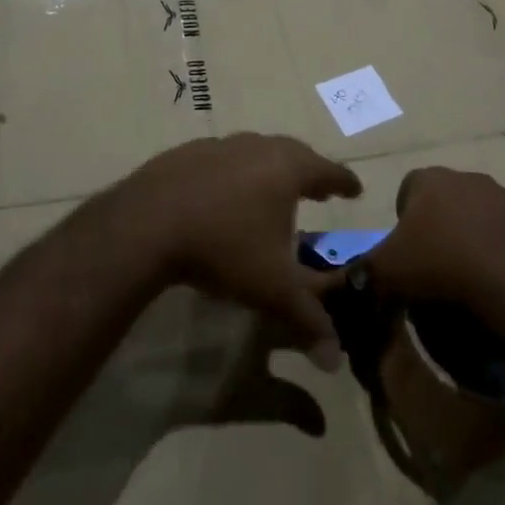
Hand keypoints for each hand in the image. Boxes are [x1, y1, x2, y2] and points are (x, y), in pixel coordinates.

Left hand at [117, 134, 361, 355]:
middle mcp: (258, 147)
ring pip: (257, 150)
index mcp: (287, 169)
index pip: (328, 171)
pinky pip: (224, 157)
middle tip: (319, 187)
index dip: (344, 182)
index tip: (356, 189)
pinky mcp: (189, 152)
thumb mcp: (271, 289)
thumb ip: (307, 320)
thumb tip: (335, 359)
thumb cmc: (223, 247)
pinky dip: (235, 171)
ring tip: (273, 188)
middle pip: (294, 153)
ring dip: (271, 168)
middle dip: (309, 171)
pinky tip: (226, 192)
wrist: (148, 222)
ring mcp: (221, 145)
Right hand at [363, 166, 504, 311]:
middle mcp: (468, 178)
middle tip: (435, 268)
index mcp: (429, 179)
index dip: (404, 221)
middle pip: (446, 201)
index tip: (406, 253)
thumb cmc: (441, 263)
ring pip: (480, 217)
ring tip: (470, 280)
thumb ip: (365, 271)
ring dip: (473, 240)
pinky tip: (499, 284)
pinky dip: (503, 256)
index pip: (407, 189)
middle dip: (440, 228)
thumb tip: (354, 279)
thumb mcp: (387, 271)